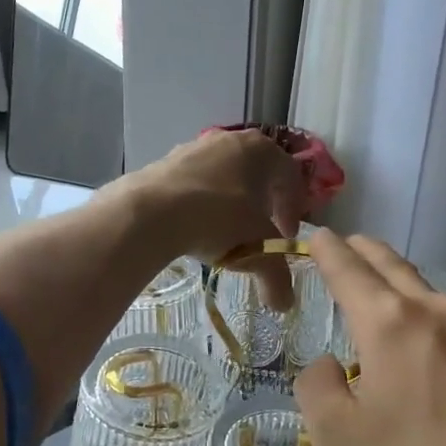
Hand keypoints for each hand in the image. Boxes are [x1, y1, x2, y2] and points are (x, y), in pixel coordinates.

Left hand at [110, 129, 306, 307]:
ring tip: (224, 232)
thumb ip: (277, 277)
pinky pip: (195, 182)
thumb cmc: (218, 220)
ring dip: (230, 201)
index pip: (291, 177)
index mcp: (262, 151)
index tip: (287, 235)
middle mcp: (231, 140)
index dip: (294, 209)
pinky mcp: (166, 160)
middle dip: (263, 203)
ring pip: (225, 175)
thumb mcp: (257, 252)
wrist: (151, 211)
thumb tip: (284, 305)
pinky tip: (193, 225)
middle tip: (260, 231)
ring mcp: (196, 147)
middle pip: (258, 172)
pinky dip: (201, 201)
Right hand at [293, 231, 445, 445]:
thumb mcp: (339, 442)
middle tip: (353, 246)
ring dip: (414, 302)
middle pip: (398, 268)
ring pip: (441, 304)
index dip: (329, 251)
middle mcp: (443, 315)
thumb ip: (318, 388)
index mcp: (390, 325)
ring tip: (402, 324)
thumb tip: (331, 364)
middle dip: (369, 253)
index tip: (319, 237)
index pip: (349, 270)